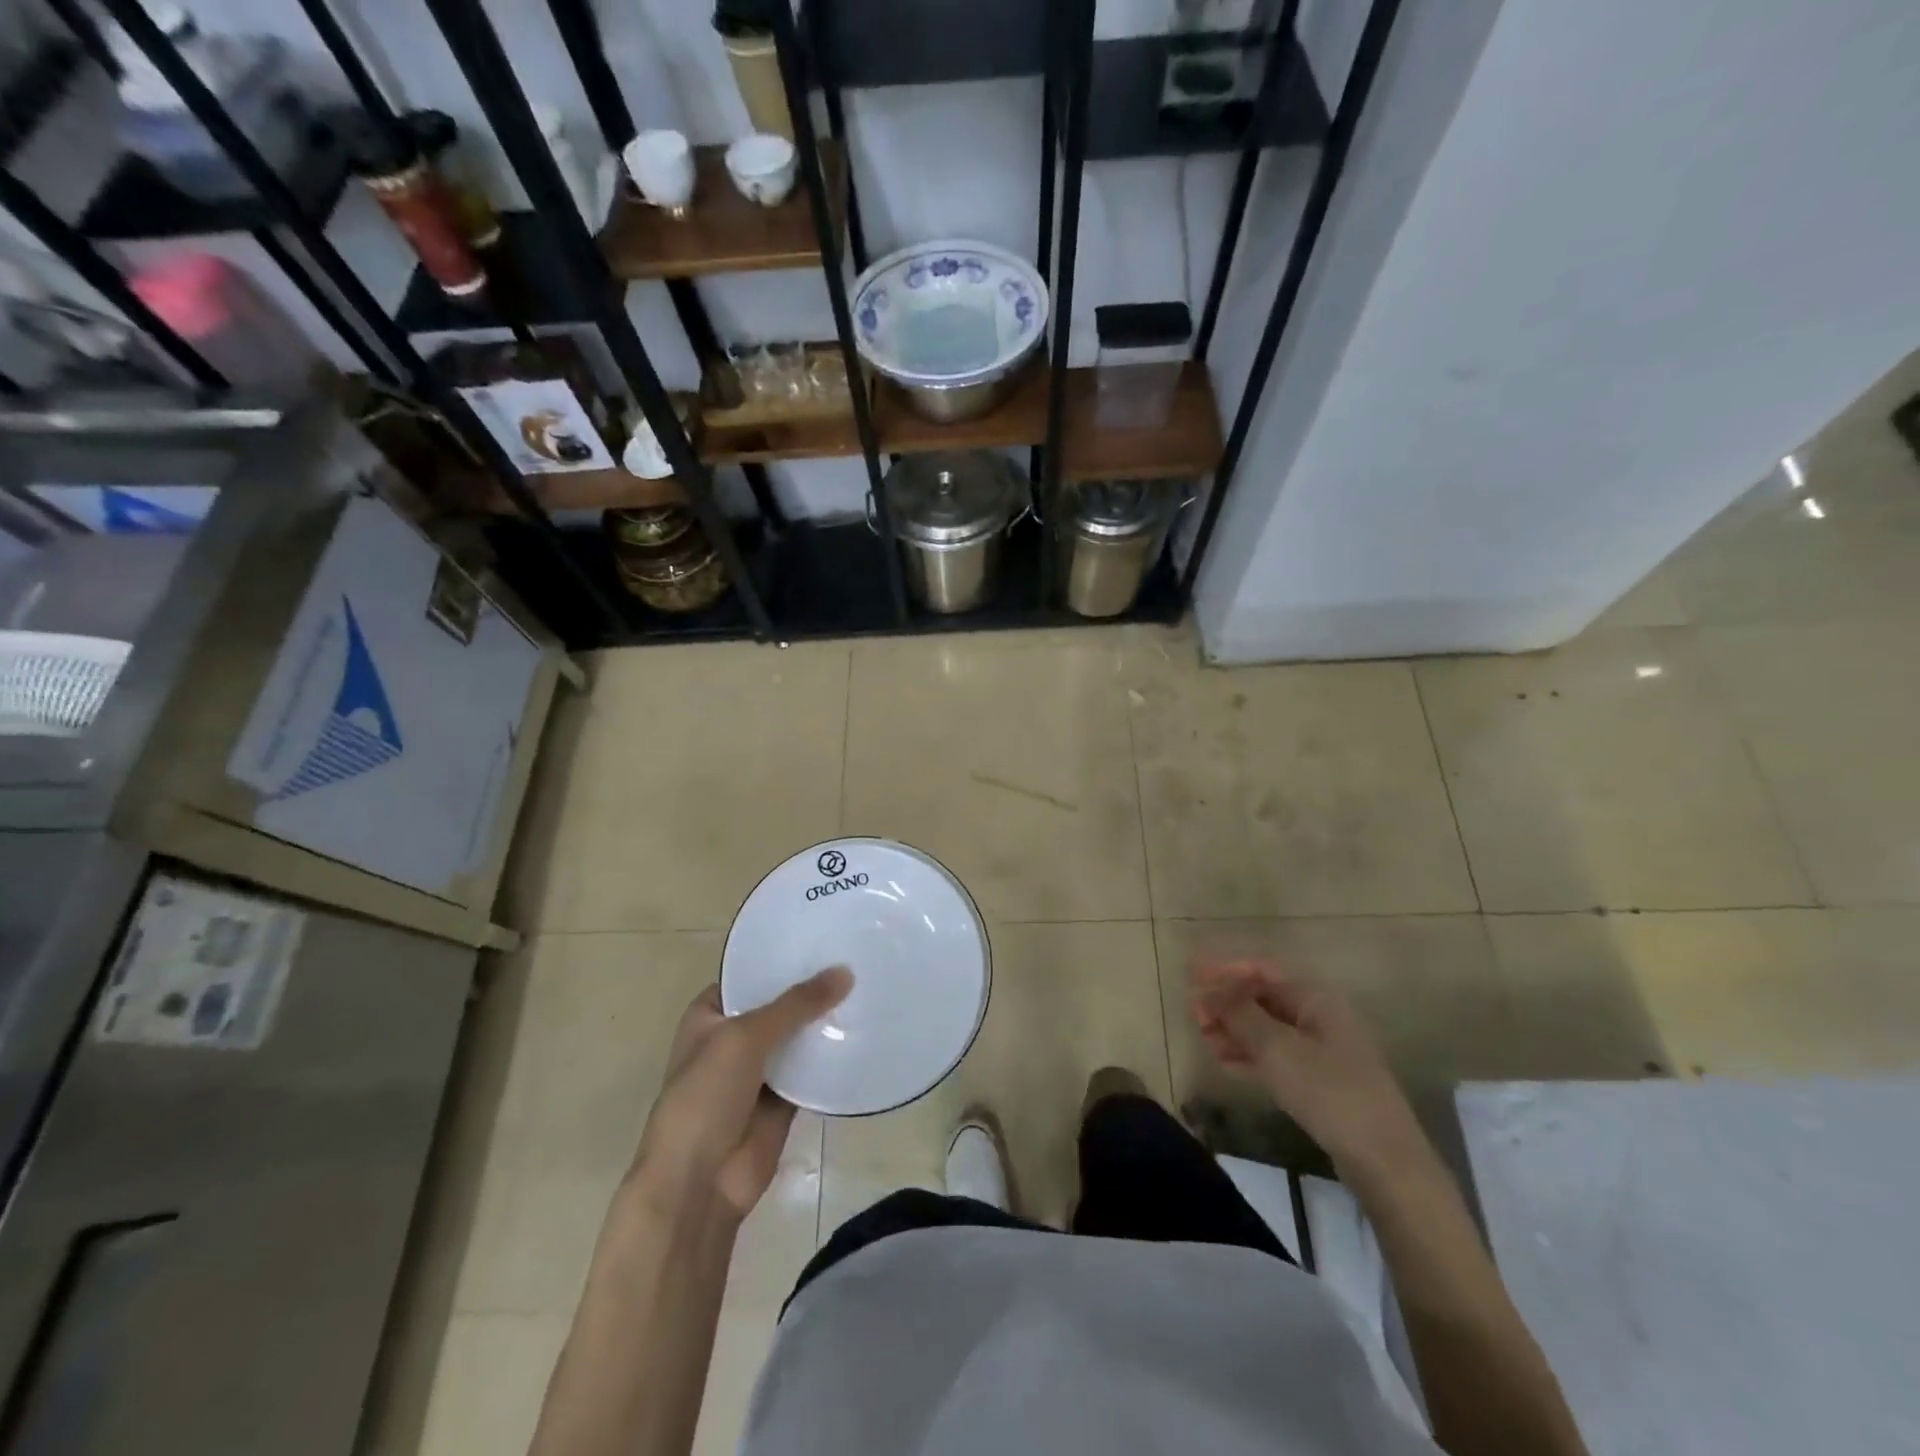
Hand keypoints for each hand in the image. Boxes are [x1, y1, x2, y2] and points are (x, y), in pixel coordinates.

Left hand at [632, 967, 851, 1220]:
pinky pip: (812, 1071)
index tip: (824, 939)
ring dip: (825, 1022)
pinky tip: (865, 1033)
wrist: (699, 1184)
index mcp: (710, 1015)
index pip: (750, 975)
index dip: (782, 959)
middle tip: (858, 958)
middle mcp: (734, 1038)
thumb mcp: (745, 1038)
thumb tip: (845, 972)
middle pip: (779, 1005)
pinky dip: (832, 1057)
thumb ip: (796, 1004)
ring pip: (798, 1037)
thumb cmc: (705, 1097)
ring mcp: (759, 1071)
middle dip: (812, 988)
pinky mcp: (783, 1100)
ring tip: (869, 987)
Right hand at [1189, 956, 1426, 1179]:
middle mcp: (1320, 1016)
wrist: (1384, 1161)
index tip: (1189, 972)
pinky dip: (1249, 1054)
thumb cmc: (1328, 1091)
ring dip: (1233, 1029)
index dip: (1223, 969)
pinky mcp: (1320, 1081)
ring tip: (1202, 1038)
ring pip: (1267, 1029)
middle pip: (1263, 998)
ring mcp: (1322, 1050)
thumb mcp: (1276, 1048)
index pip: (1261, 970)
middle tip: (1192, 1014)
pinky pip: (1276, 1056)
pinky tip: (1224, 1062)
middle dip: (1226, 1002)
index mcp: (1315, 998)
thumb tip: (1210, 992)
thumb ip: (1239, 1014)